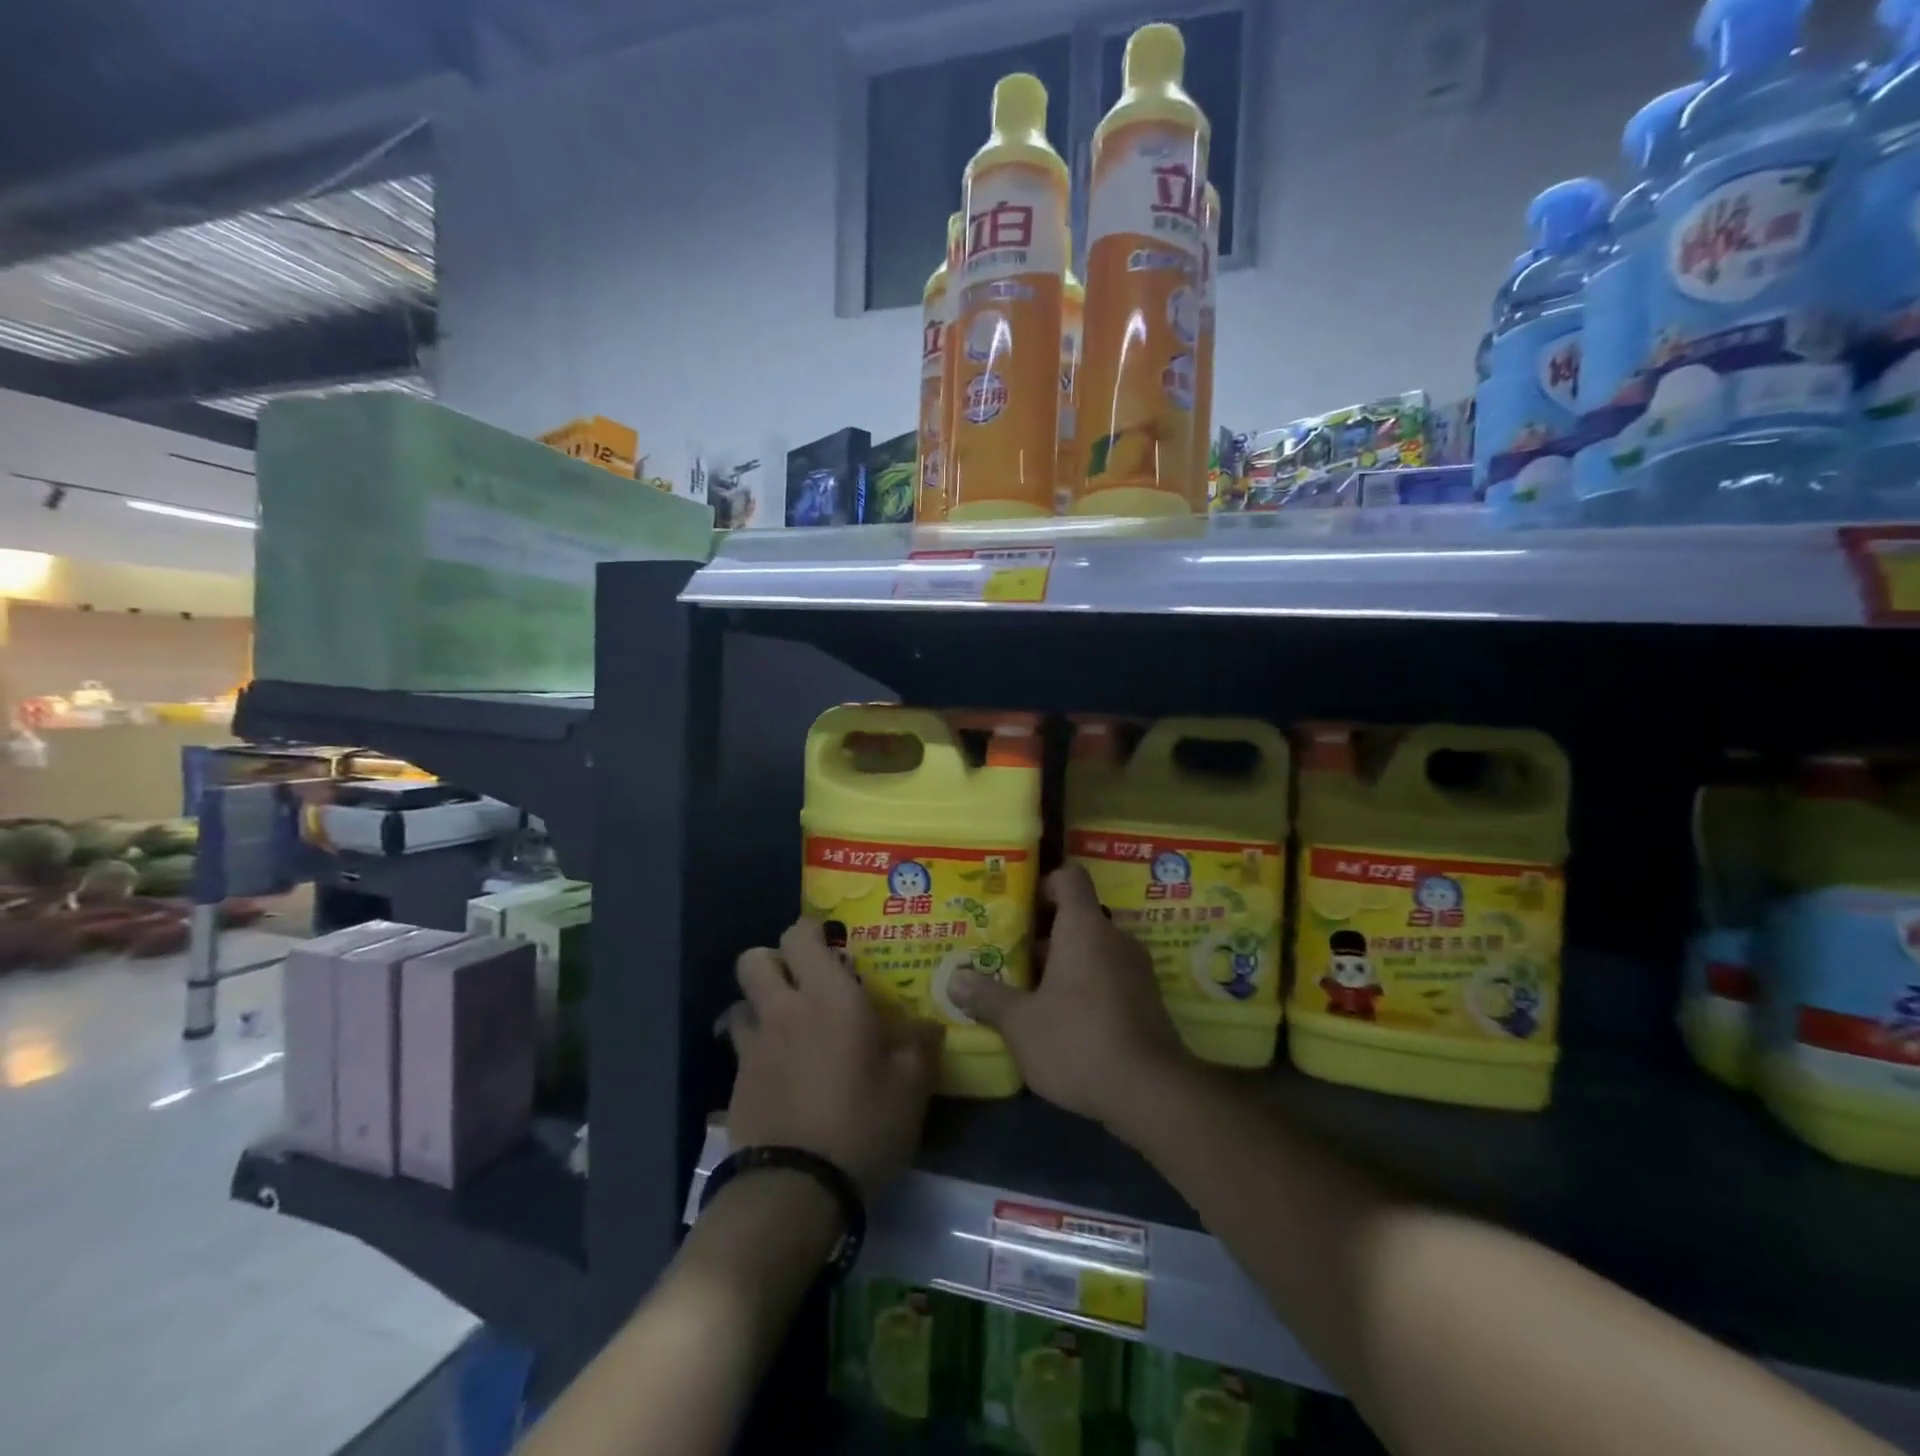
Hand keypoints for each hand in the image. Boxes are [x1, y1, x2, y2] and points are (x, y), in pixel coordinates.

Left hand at [725, 919, 943, 1198]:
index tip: (832, 942)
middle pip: (754, 960)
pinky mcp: (735, 1084)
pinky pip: (739, 1048)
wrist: (795, 1190)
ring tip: (786, 1025)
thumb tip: (929, 1026)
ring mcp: (753, 1047)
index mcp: (829, 997)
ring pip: (740, 1002)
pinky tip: (779, 1071)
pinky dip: (754, 1048)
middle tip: (804, 980)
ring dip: (759, 1004)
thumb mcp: (910, 1087)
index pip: (801, 935)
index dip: (811, 931)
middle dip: (774, 960)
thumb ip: (920, 1047)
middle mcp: (784, 1010)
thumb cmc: (862, 1124)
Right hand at [950, 864, 1196, 1131]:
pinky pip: (1108, 975)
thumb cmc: (1079, 1042)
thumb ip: (988, 997)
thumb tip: (954, 979)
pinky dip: (1084, 984)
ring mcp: (1135, 968)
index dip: (1043, 882)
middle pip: (1076, 916)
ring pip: (1091, 949)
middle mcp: (1114, 937)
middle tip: (1006, 951)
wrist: (1152, 1094)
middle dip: (1041, 933)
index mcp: (1084, 927)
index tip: (1016, 902)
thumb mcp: (1021, 1024)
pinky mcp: (1146, 999)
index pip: (1069, 877)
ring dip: (1062, 962)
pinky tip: (1060, 1016)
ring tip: (1026, 987)